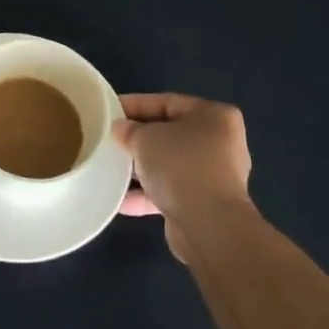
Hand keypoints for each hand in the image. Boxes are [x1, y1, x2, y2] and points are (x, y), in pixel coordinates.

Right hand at [113, 93, 251, 219]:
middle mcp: (220, 143)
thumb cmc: (180, 166)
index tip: (108, 111)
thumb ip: (129, 129)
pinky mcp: (205, 204)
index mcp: (214, 116)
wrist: (208, 226)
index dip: (135, 104)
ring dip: (141, 168)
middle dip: (138, 138)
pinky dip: (147, 193)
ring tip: (110, 169)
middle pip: (169, 133)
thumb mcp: (146, 138)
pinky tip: (119, 199)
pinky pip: (170, 191)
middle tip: (109, 140)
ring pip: (169, 164)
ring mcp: (214, 175)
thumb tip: (121, 130)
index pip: (167, 102)